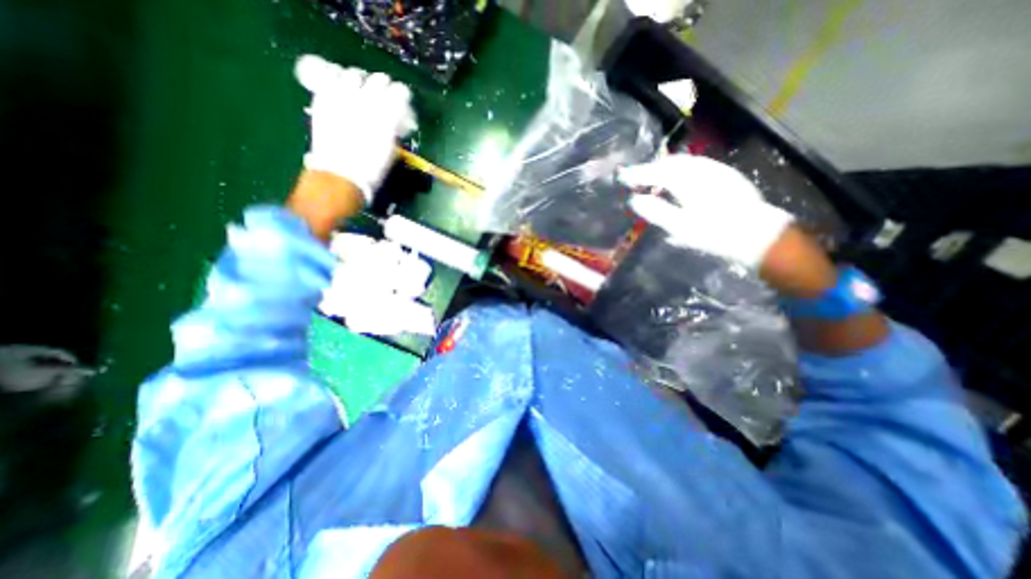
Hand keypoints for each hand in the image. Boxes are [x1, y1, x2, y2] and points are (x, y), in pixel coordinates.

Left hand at [295, 54, 412, 203]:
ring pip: (354, 74)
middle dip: (384, 86)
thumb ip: (393, 128)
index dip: (402, 95)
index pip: (400, 92)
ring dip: (361, 80)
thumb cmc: (371, 168)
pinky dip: (338, 79)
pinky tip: (341, 89)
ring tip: (360, 89)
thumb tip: (393, 118)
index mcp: (387, 117)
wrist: (341, 175)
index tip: (402, 100)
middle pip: (379, 79)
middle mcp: (366, 102)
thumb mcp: (390, 149)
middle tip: (383, 94)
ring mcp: (342, 97)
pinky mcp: (323, 98)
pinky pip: (331, 77)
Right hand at [614, 154, 790, 268]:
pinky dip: (681, 172)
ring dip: (666, 170)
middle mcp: (703, 170)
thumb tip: (635, 200)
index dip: (638, 174)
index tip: (622, 177)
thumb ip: (656, 211)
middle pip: (671, 163)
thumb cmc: (714, 233)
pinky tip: (679, 183)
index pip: (657, 172)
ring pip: (685, 164)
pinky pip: (697, 167)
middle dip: (652, 169)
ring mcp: (717, 171)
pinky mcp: (727, 177)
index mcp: (689, 180)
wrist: (757, 235)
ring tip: (654, 180)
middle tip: (637, 179)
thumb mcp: (680, 226)